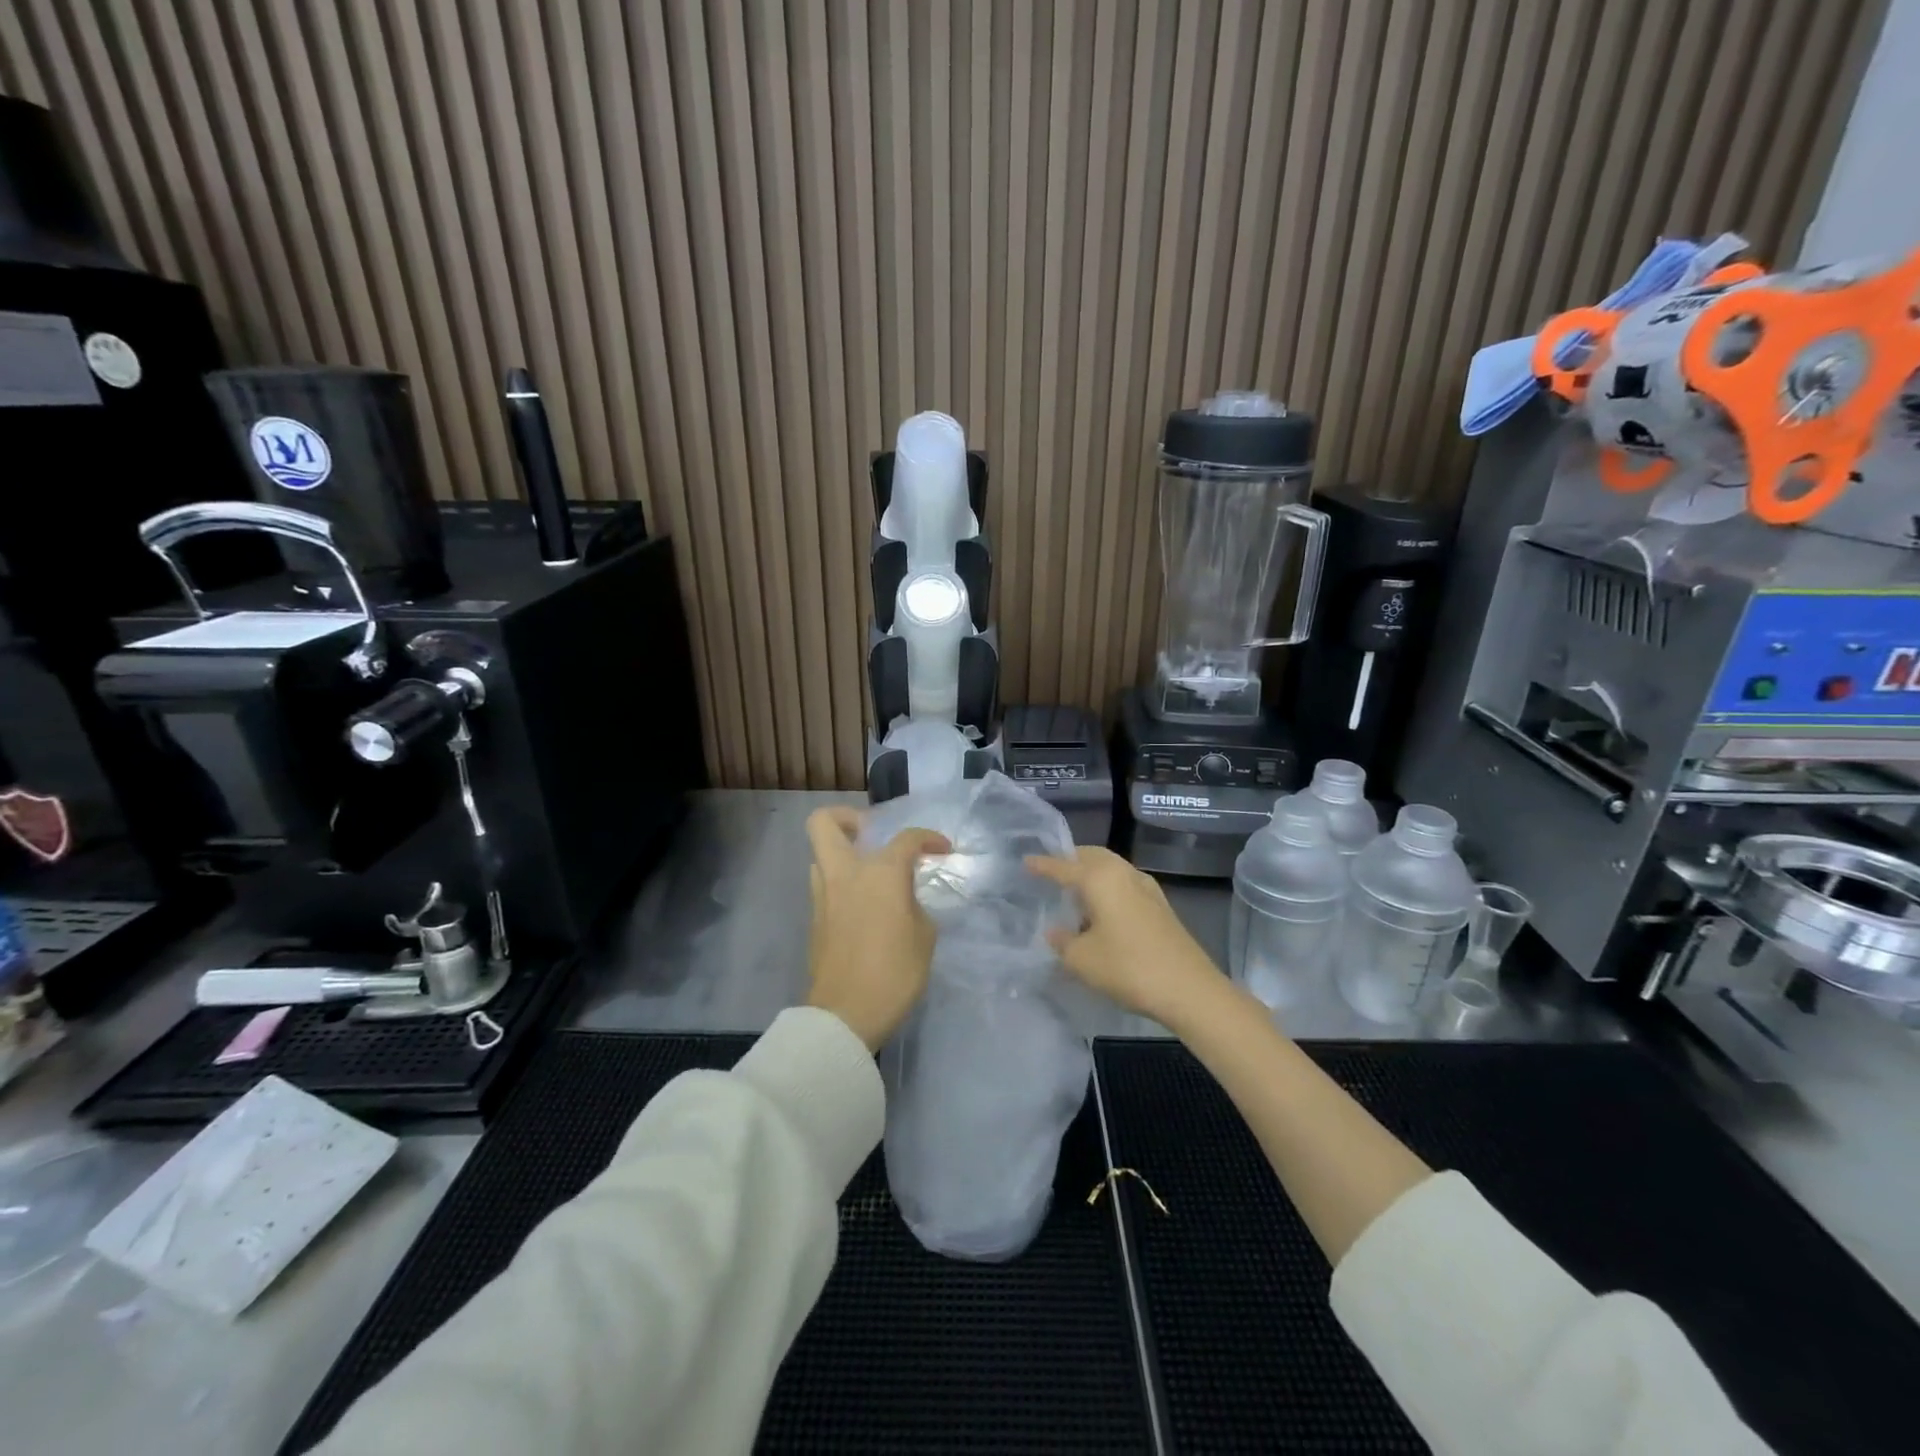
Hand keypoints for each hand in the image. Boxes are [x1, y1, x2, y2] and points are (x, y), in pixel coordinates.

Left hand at [805, 807, 950, 1050]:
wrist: (846, 1015)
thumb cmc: (893, 973)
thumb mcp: (924, 937)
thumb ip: (914, 905)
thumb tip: (903, 900)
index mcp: (879, 872)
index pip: (907, 838)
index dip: (929, 838)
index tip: (942, 850)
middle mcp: (845, 874)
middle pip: (825, 823)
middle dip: (847, 818)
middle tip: (872, 835)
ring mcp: (824, 895)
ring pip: (821, 855)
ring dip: (843, 855)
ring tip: (871, 876)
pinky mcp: (815, 919)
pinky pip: (825, 885)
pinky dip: (843, 884)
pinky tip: (865, 906)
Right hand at [1026, 846, 1224, 1023]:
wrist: (1189, 989)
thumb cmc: (1128, 967)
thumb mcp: (1082, 960)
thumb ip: (1062, 942)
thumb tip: (1055, 931)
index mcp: (1100, 878)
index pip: (1063, 866)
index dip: (1042, 865)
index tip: (1026, 861)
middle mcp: (1123, 873)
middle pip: (1092, 856)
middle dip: (1070, 860)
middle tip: (1051, 871)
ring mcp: (1146, 887)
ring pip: (1111, 868)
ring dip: (1091, 873)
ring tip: (1073, 892)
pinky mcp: (1159, 905)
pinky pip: (1124, 883)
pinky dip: (1108, 887)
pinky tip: (1101, 910)